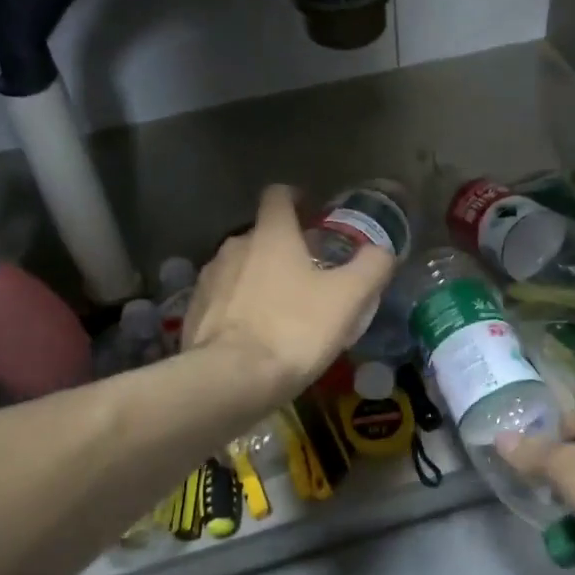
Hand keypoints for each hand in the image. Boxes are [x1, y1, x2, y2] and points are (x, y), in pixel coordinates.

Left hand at [183, 184, 394, 400]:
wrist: (230, 379)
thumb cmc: (294, 329)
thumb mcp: (348, 299)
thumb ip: (371, 267)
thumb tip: (381, 251)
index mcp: (271, 234)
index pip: (278, 195)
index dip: (296, 198)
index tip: (312, 213)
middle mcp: (234, 246)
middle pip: (261, 235)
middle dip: (284, 248)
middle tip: (310, 274)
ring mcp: (208, 280)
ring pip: (240, 268)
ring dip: (260, 279)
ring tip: (283, 309)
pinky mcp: (193, 313)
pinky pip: (223, 300)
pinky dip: (240, 308)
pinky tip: (256, 335)